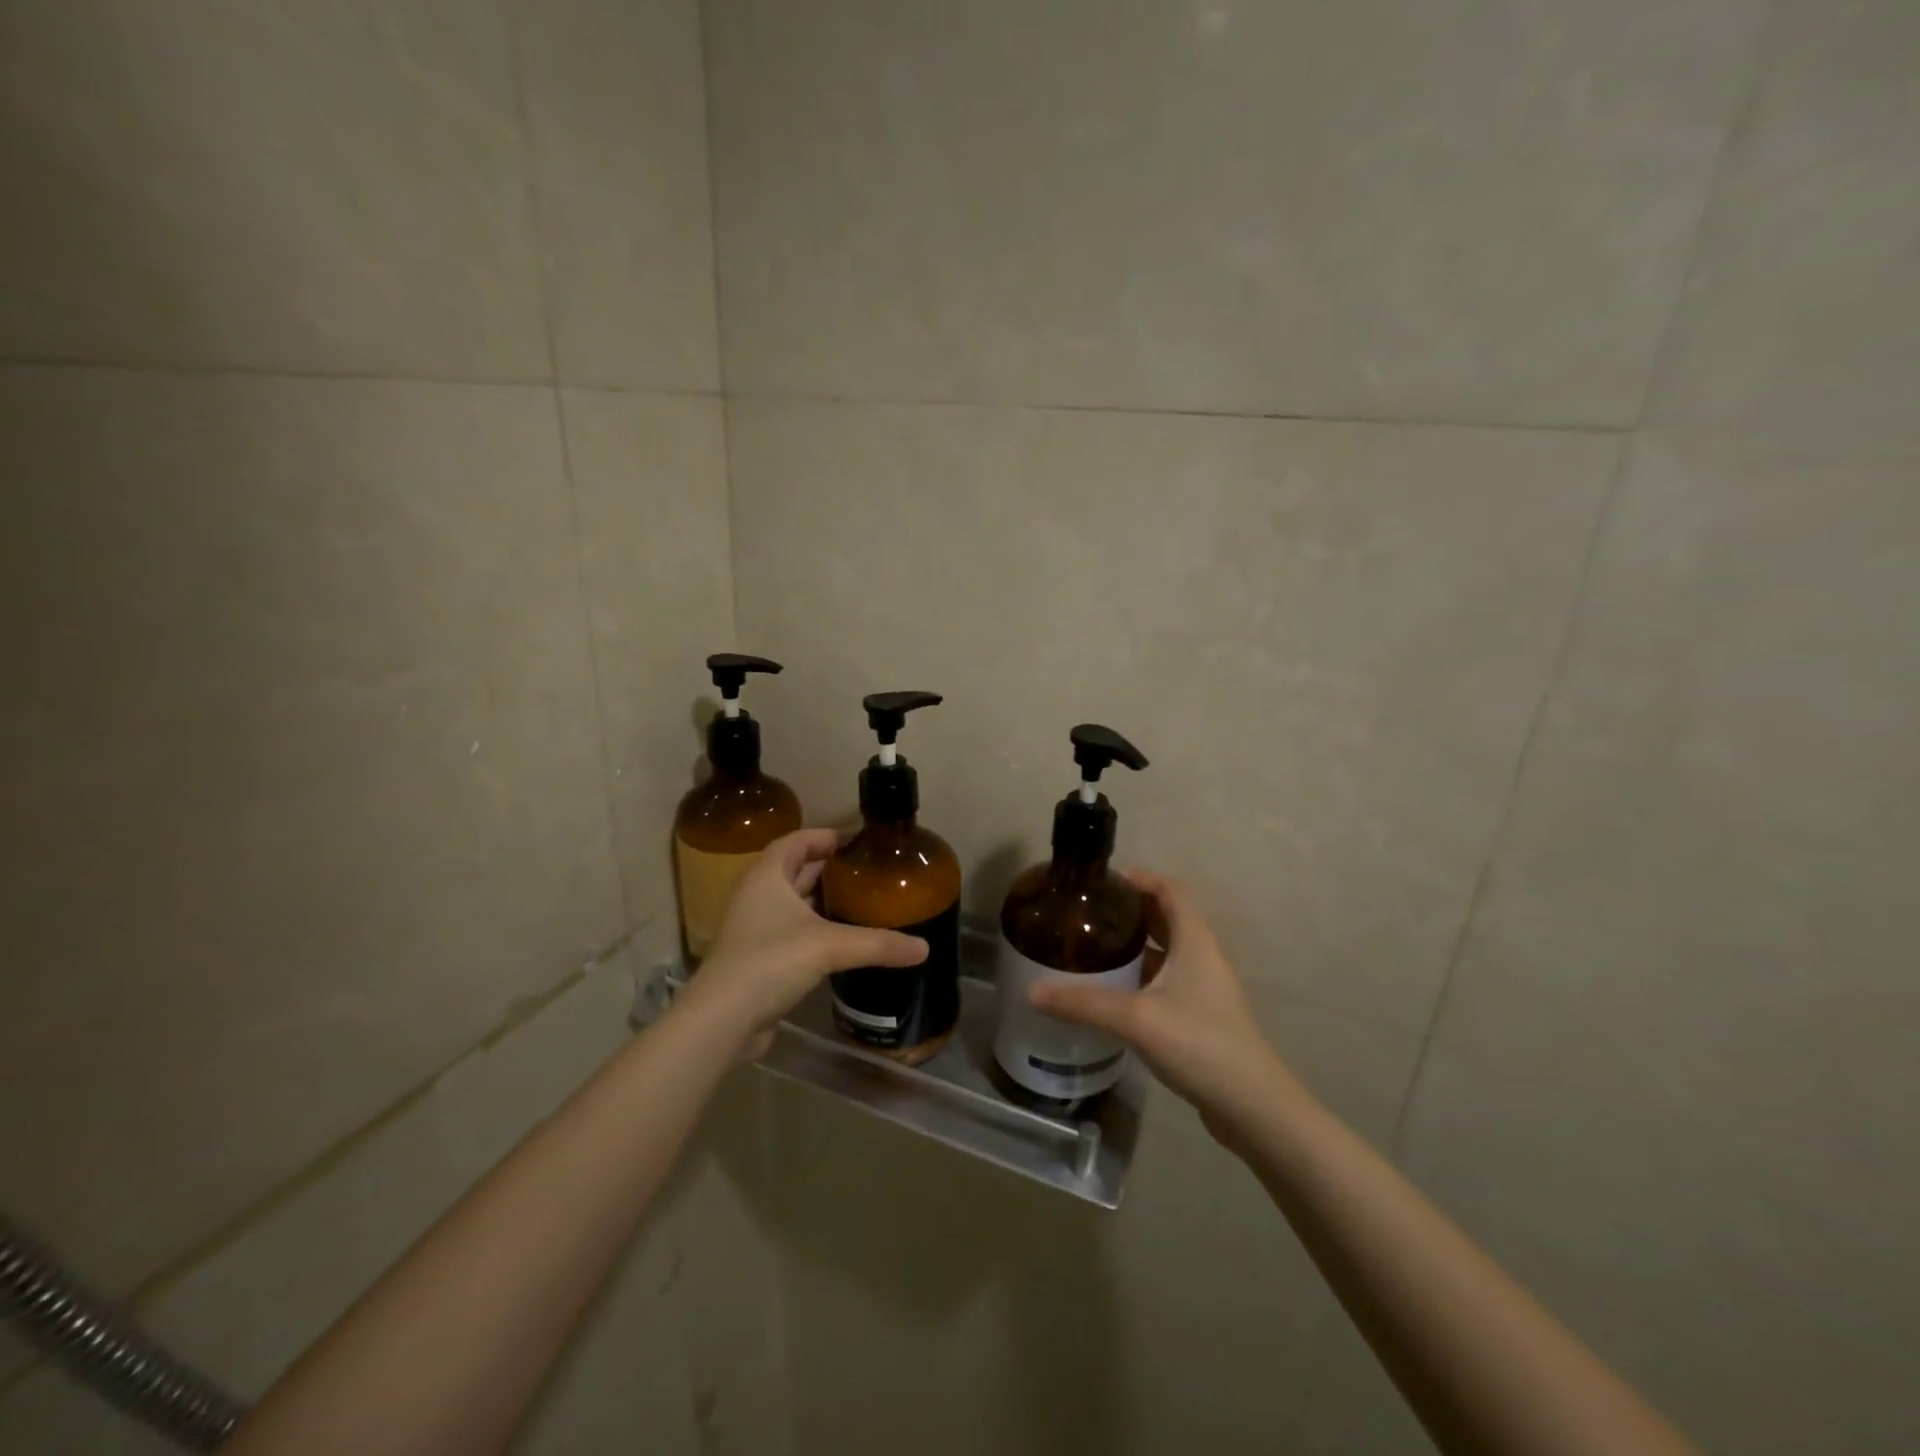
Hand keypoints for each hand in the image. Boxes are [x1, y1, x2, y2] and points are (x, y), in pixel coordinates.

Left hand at [681, 829, 927, 1057]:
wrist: (723, 1020)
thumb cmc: (770, 962)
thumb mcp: (829, 946)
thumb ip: (877, 944)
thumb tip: (924, 948)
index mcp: (767, 874)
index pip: (799, 839)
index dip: (829, 836)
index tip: (862, 842)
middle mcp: (757, 893)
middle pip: (796, 868)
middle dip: (830, 868)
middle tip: (869, 872)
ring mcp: (754, 926)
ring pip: (793, 901)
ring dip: (822, 899)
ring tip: (862, 901)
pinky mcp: (757, 956)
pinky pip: (791, 930)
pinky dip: (815, 928)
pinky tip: (842, 940)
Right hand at [1029, 870, 1288, 1139]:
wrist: (1251, 1105)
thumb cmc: (1199, 1043)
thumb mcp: (1135, 1018)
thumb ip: (1084, 1003)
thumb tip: (1032, 992)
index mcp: (1195, 941)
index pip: (1171, 891)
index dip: (1141, 879)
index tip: (1104, 880)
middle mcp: (1203, 956)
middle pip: (1168, 918)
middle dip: (1132, 910)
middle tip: (1091, 913)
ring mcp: (1205, 988)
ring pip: (1168, 951)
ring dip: (1138, 944)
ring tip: (1096, 946)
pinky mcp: (1202, 1016)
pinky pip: (1168, 980)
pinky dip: (1143, 975)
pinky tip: (1116, 991)